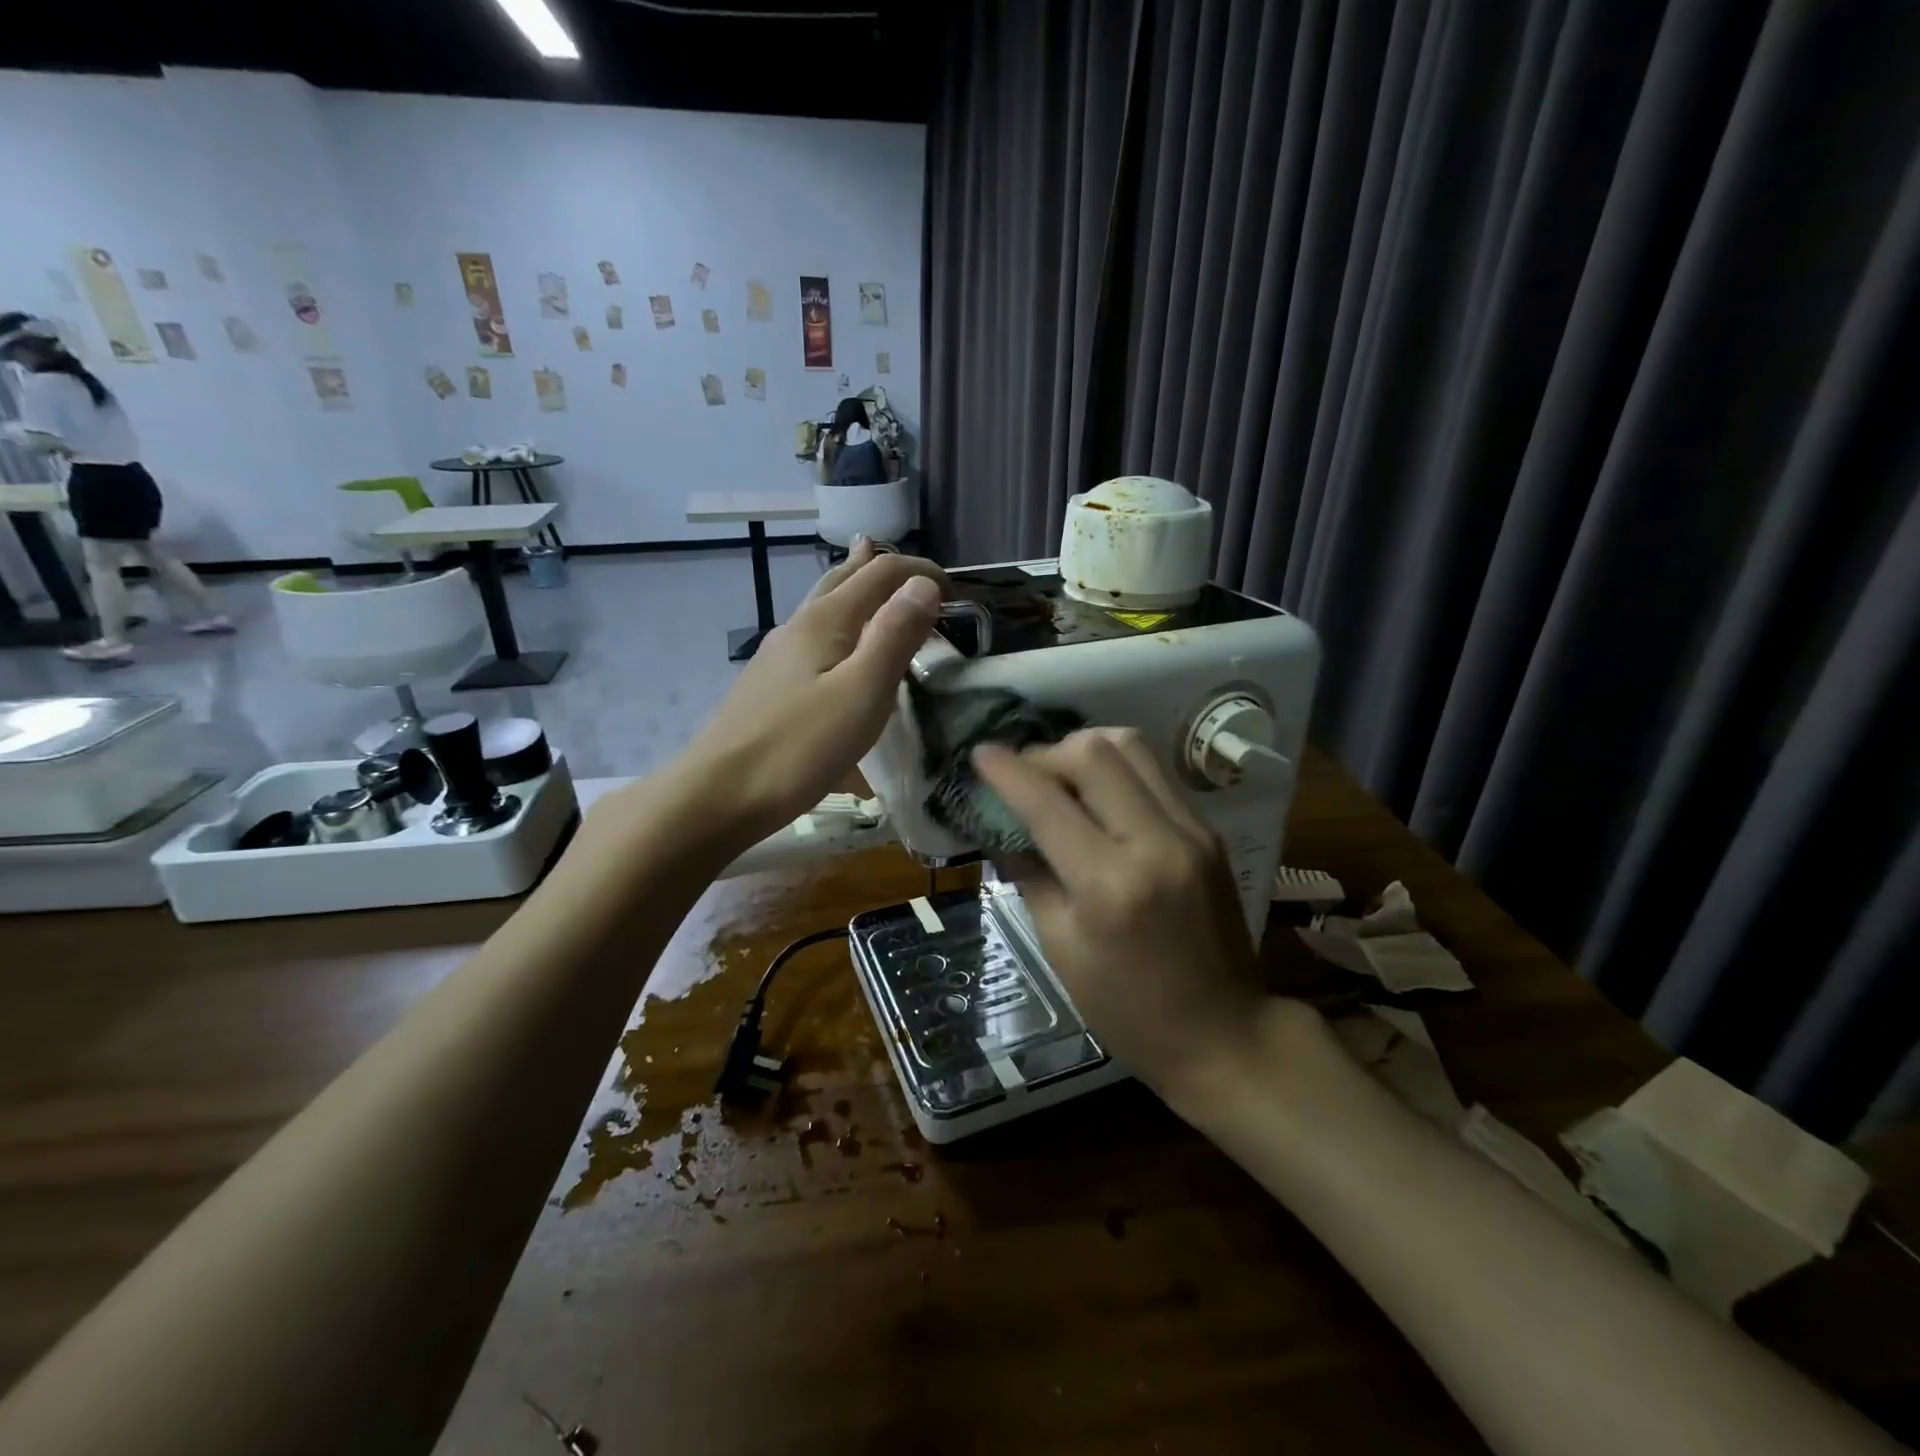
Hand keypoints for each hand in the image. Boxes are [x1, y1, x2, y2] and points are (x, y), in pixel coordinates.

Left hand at [679, 538, 945, 844]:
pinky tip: (840, 645)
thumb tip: (923, 585)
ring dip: (857, 588)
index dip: (921, 572)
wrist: (720, 794)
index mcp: (826, 620)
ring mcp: (779, 654)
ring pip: (824, 604)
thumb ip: (894, 636)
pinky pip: (815, 635)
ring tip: (873, 577)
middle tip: (918, 575)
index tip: (957, 594)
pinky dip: (842, 622)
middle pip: (844, 578)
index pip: (880, 573)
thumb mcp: (862, 693)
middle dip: (885, 569)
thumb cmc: (800, 748)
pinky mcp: (770, 682)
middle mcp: (799, 624)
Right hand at [973, 729, 1268, 1103]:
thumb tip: (1000, 829)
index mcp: (1110, 885)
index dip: (1006, 772)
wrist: (1226, 1034)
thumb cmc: (1129, 1009)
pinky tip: (1098, 797)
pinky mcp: (1209, 831)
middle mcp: (1155, 842)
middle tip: (1024, 776)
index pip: (1047, 804)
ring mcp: (1192, 831)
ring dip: (1085, 750)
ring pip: (1131, 746)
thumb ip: (1030, 877)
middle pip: (1094, 753)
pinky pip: (1154, 774)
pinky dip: (1116, 770)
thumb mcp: (1060, 949)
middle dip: (1046, 753)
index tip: (979, 754)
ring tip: (1061, 777)